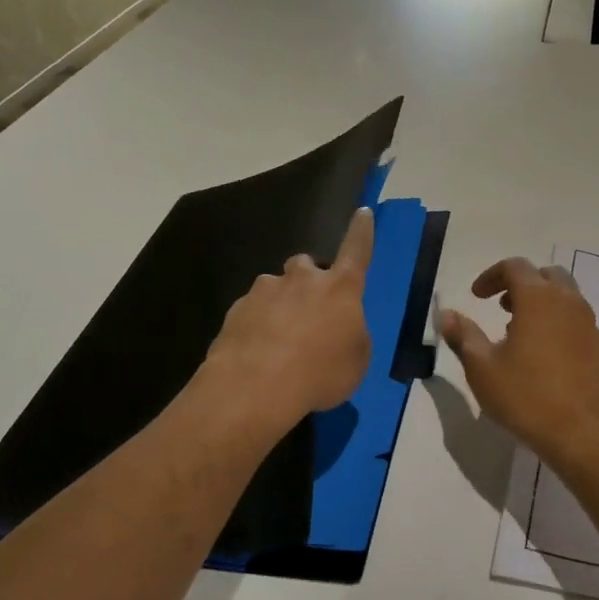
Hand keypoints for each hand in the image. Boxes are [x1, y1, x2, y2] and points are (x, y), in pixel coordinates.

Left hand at [203, 208, 373, 430]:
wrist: (255, 387)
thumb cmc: (320, 374)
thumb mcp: (356, 360)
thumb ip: (351, 334)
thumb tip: (339, 327)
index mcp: (340, 288)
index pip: (357, 250)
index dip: (361, 232)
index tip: (362, 212)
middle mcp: (302, 279)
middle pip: (307, 266)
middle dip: (308, 282)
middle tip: (309, 313)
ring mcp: (265, 291)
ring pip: (276, 289)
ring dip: (280, 306)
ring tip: (279, 342)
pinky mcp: (236, 309)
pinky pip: (252, 311)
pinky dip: (257, 326)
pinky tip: (257, 354)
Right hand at [439, 258, 598, 468]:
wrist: (582, 435)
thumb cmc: (526, 397)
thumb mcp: (482, 368)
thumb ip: (463, 336)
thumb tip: (446, 314)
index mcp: (538, 298)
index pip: (515, 267)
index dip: (491, 276)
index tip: (475, 297)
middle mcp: (568, 302)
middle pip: (545, 275)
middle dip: (520, 284)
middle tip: (500, 307)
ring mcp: (588, 324)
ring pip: (564, 296)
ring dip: (540, 302)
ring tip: (517, 333)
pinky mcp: (598, 347)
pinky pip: (575, 319)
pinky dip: (556, 321)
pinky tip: (541, 355)